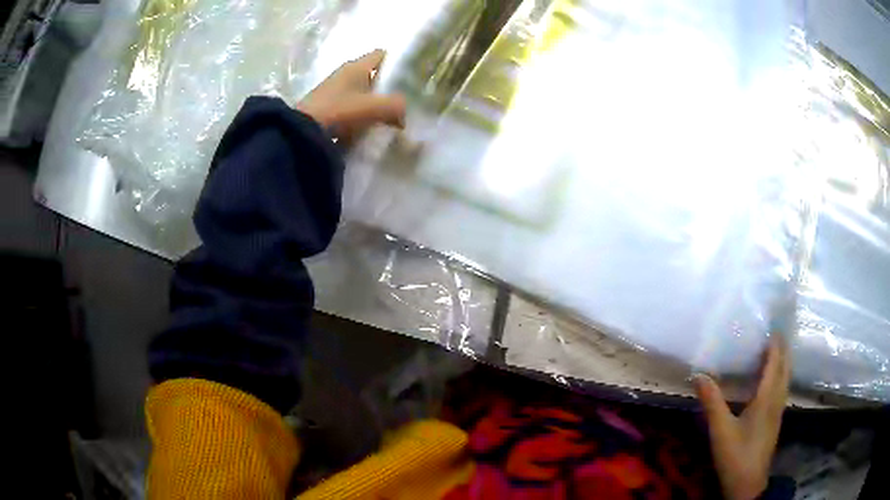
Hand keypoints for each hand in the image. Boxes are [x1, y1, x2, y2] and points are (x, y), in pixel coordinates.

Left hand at [298, 49, 406, 140]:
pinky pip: (350, 105)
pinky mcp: (327, 107)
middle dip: (387, 87)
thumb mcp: (373, 108)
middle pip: (373, 75)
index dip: (396, 63)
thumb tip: (404, 115)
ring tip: (388, 118)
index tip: (409, 78)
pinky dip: (360, 113)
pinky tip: (368, 127)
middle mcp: (345, 73)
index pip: (381, 55)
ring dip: (374, 103)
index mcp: (356, 66)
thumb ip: (395, 106)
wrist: (303, 132)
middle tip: (402, 102)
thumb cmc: (340, 111)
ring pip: (361, 92)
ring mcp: (334, 90)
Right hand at [694, 336, 790, 499]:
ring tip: (777, 351)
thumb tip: (698, 375)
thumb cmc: (736, 456)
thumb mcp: (720, 430)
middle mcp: (777, 401)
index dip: (775, 344)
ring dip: (784, 362)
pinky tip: (773, 383)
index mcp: (766, 398)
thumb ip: (712, 402)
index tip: (773, 326)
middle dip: (783, 350)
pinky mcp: (775, 422)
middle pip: (785, 369)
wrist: (747, 485)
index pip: (775, 364)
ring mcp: (778, 412)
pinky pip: (782, 390)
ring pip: (786, 380)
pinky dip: (781, 377)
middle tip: (776, 333)